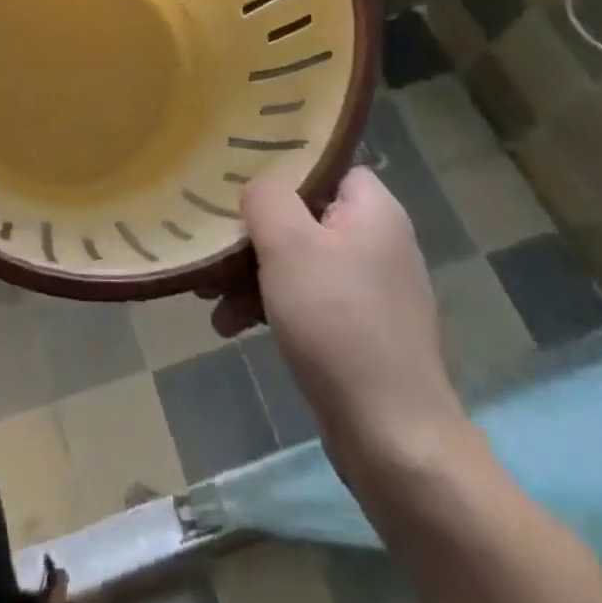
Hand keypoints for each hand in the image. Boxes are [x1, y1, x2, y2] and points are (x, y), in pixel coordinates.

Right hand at [221, 167, 467, 470]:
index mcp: (373, 209)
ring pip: (299, 260)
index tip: (236, 177)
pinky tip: (230, 325)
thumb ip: (266, 197)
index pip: (323, 163)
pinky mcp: (360, 331)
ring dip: (251, 273)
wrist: (393, 439)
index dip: (280, 166)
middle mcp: (378, 241)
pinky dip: (270, 305)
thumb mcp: (289, 244)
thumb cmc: (338, 322)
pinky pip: (307, 300)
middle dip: (253, 232)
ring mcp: (370, 290)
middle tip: (212, 242)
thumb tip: (258, 188)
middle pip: (303, 214)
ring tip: (208, 294)